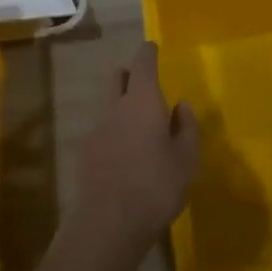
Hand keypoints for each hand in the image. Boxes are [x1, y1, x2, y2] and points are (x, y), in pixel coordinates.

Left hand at [72, 42, 199, 248]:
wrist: (108, 223)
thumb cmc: (156, 186)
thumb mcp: (187, 159)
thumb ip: (187, 128)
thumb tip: (181, 106)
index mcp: (143, 100)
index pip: (143, 63)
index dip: (148, 53)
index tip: (152, 47)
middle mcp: (115, 106)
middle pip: (117, 77)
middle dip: (129, 74)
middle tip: (144, 83)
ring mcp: (96, 129)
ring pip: (108, 104)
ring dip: (121, 106)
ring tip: (139, 126)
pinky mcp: (84, 153)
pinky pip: (102, 131)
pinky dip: (113, 132)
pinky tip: (124, 155)